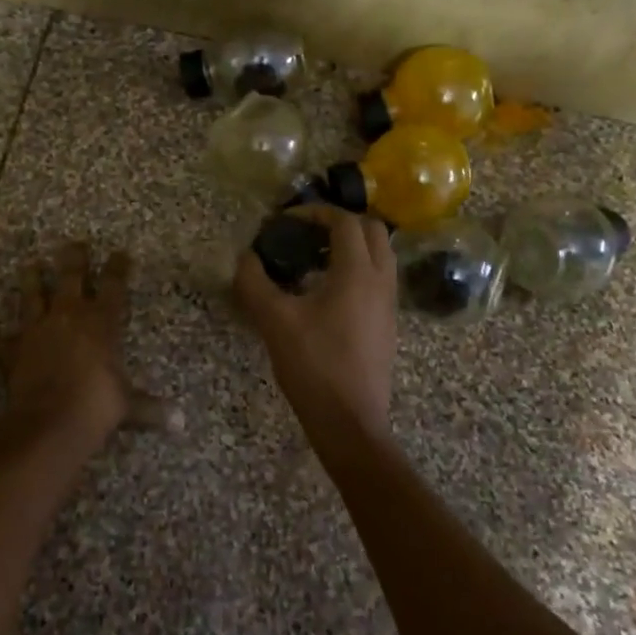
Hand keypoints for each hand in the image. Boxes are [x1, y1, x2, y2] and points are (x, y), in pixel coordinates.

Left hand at [0, 241, 146, 450]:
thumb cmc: (97, 405)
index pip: (113, 285)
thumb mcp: (129, 406)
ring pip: (34, 295)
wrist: (50, 421)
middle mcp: (69, 316)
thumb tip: (181, 423)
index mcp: (101, 322)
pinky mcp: (13, 350)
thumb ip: (151, 409)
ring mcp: (38, 330)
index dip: (117, 268)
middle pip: (71, 277)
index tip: (120, 253)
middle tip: (74, 244)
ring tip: (30, 265)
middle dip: (74, 259)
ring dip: (32, 280)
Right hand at [234, 206, 397, 449]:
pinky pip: (379, 279)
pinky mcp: (388, 324)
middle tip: (307, 234)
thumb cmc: (313, 365)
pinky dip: (358, 269)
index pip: (344, 221)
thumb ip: (255, 282)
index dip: (315, 212)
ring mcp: (389, 304)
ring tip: (314, 260)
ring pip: (380, 255)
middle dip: (340, 223)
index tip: (287, 221)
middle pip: (373, 230)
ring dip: (352, 246)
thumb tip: (246, 257)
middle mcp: (381, 280)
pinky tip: (326, 292)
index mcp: (357, 272)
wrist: (350, 422)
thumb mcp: (274, 320)